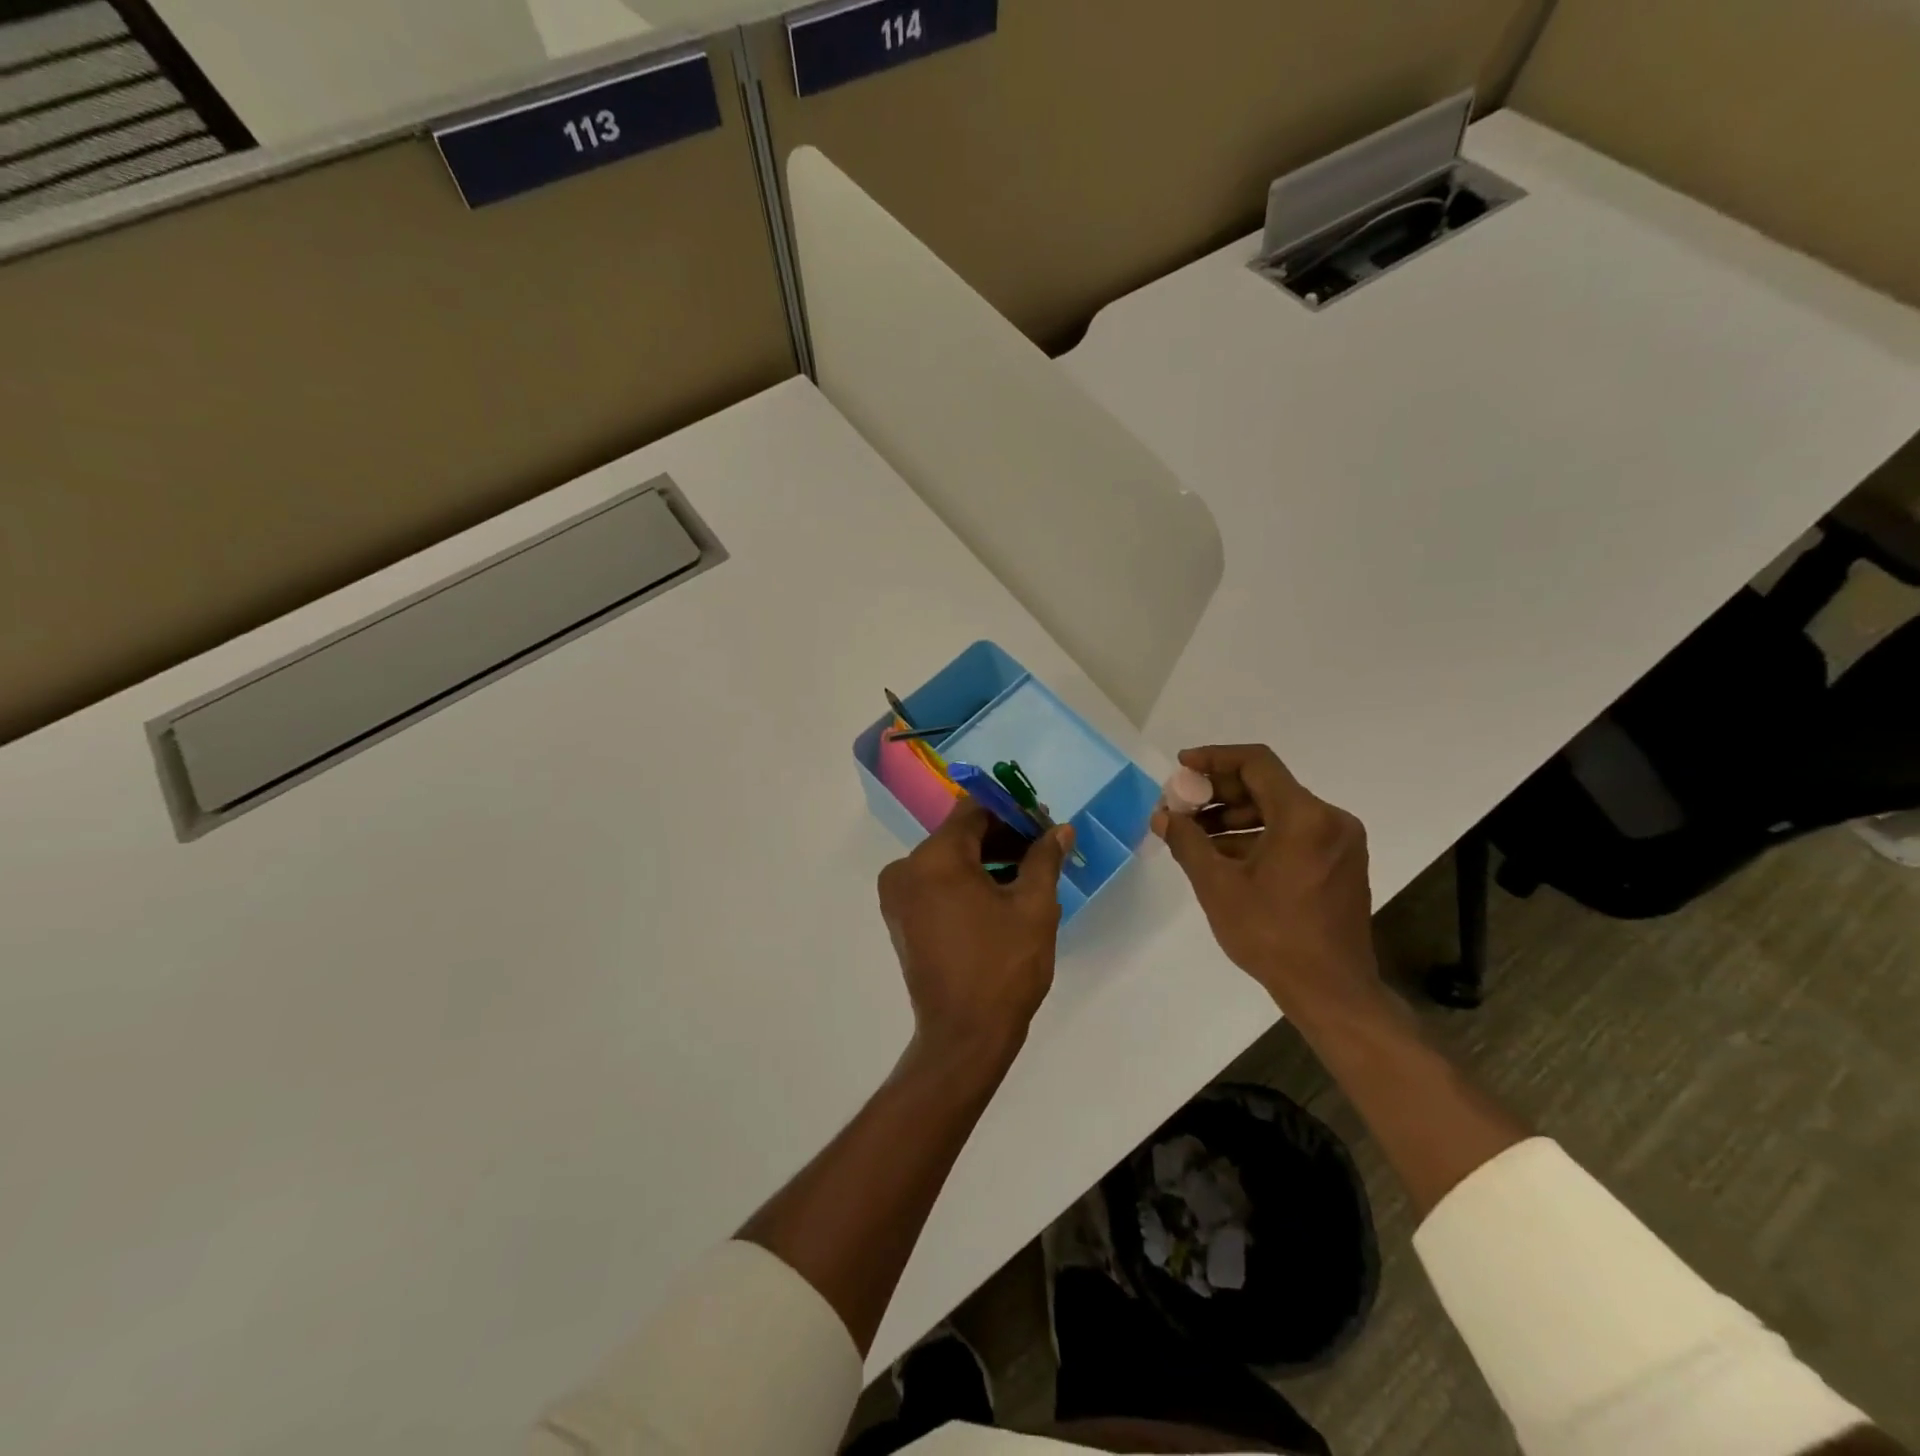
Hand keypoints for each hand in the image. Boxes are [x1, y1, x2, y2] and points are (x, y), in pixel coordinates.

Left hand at [877, 801, 1074, 1067]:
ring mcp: (898, 896)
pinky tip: (1001, 897)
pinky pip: (936, 884)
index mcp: (935, 858)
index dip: (1012, 812)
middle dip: (1002, 838)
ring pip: (948, 860)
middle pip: (960, 835)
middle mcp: (906, 869)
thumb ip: (1044, 859)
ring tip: (1028, 876)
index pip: (974, 811)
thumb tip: (1061, 829)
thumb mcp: (1034, 907)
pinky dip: (966, 882)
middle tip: (1042, 850)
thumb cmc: (1003, 967)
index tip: (1042, 825)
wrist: (964, 1036)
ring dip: (986, 861)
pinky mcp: (901, 919)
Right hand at [1152, 745, 1382, 1023]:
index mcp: (1305, 816)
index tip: (1181, 767)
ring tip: (1194, 834)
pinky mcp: (1341, 864)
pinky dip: (1258, 836)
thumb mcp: (1217, 885)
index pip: (1256, 763)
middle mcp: (1330, 819)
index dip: (1214, 758)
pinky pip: (1294, 834)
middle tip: (1181, 806)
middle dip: (1219, 793)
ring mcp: (1340, 842)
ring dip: (1235, 817)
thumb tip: (1163, 816)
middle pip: (1267, 786)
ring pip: (1279, 811)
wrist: (1331, 991)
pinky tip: (1223, 855)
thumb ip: (1187, 842)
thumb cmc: (1271, 935)